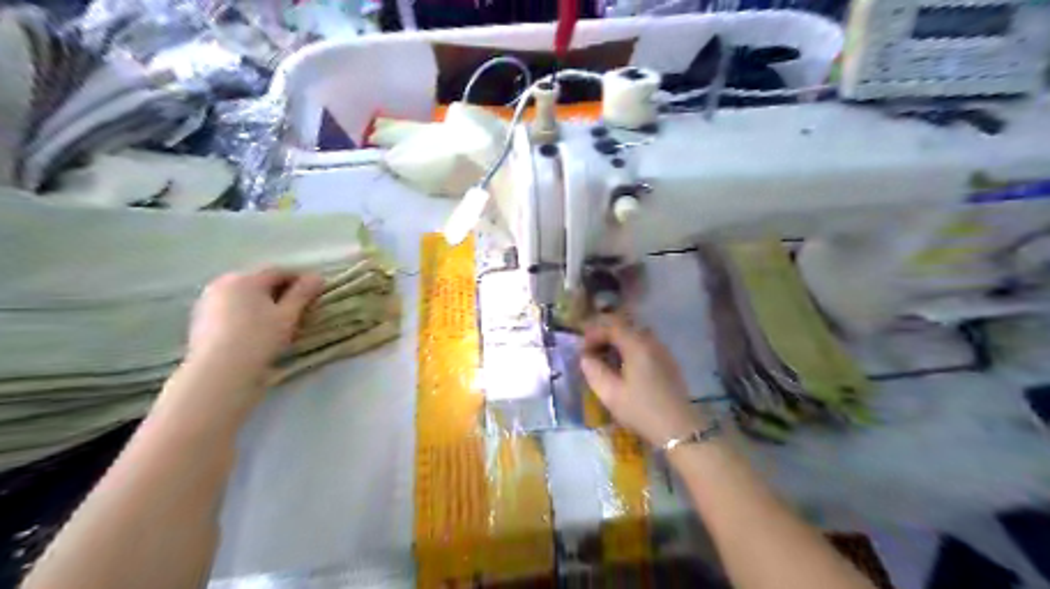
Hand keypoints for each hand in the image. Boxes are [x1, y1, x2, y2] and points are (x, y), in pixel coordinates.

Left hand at [184, 270, 324, 374]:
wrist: (219, 371)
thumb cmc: (259, 338)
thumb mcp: (288, 315)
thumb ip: (303, 293)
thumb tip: (317, 277)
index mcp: (245, 278)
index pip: (278, 271)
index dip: (299, 279)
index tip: (314, 292)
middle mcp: (223, 283)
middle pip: (258, 281)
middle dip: (279, 291)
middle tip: (296, 308)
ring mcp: (208, 301)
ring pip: (243, 296)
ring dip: (261, 303)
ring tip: (276, 321)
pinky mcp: (200, 320)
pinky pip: (230, 309)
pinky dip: (245, 314)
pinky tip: (254, 331)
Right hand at [579, 316, 709, 448]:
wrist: (677, 429)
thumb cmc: (641, 410)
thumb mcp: (610, 393)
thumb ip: (594, 371)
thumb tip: (585, 357)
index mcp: (637, 345)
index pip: (611, 326)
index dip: (593, 333)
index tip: (582, 349)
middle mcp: (651, 341)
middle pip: (625, 326)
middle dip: (605, 334)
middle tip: (591, 350)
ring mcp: (662, 350)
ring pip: (636, 335)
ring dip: (618, 341)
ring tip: (605, 357)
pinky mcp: (668, 361)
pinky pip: (645, 345)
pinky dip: (630, 348)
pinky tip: (624, 365)